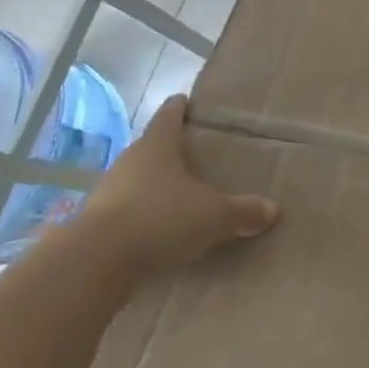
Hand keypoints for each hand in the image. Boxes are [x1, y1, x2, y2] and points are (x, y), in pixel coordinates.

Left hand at [70, 94, 277, 276]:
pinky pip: (126, 212)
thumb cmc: (161, 219)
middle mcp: (129, 161)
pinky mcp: (95, 225)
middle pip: (152, 148)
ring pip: (137, 180)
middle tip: (196, 156)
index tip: (188, 102)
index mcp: (158, 146)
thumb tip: (273, 210)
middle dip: (172, 151)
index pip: (169, 115)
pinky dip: (142, 216)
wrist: (95, 264)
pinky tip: (158, 231)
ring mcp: (107, 193)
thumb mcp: (214, 216)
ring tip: (180, 196)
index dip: (181, 107)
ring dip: (155, 187)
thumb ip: (244, 211)